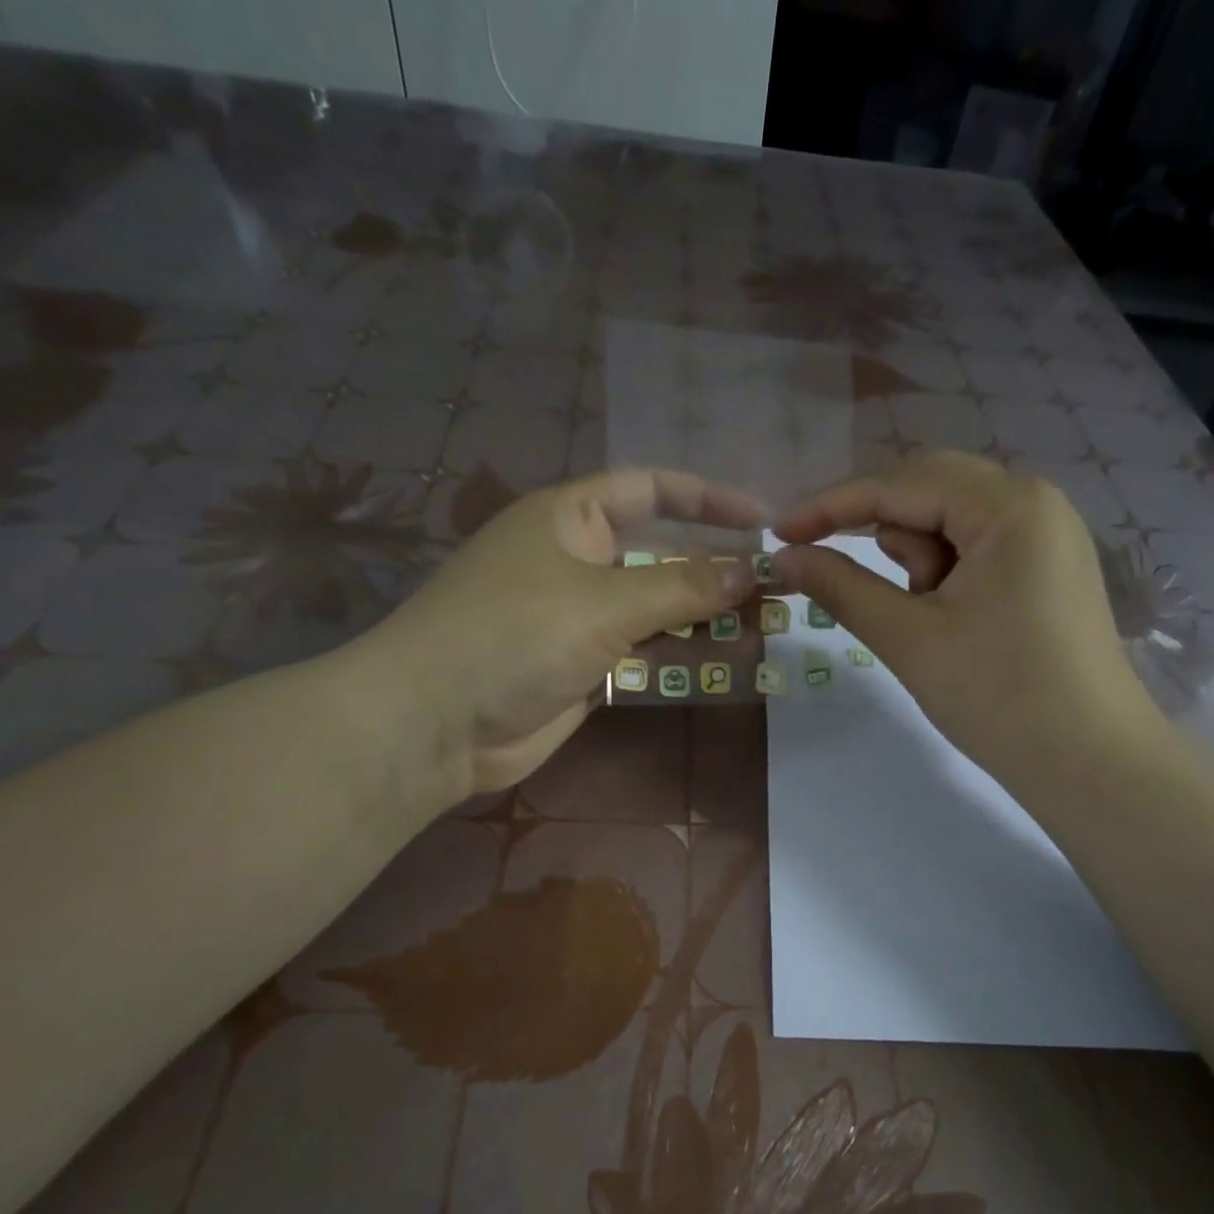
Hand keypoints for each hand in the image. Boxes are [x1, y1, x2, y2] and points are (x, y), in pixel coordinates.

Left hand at [355, 467, 764, 802]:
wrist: (436, 723)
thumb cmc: (513, 636)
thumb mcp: (603, 602)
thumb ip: (681, 588)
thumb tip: (749, 571)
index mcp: (568, 518)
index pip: (649, 489)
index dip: (707, 497)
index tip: (764, 518)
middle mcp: (576, 560)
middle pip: (660, 552)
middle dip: (716, 565)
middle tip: (778, 581)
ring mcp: (579, 616)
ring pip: (657, 606)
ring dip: (706, 613)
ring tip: (768, 620)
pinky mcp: (583, 666)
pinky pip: (644, 650)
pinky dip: (682, 652)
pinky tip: (728, 656)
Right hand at [771, 451, 1155, 785]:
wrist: (1091, 765)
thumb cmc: (999, 697)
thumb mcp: (908, 638)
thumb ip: (841, 586)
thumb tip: (785, 556)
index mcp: (1009, 504)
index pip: (901, 484)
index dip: (832, 506)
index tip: (779, 534)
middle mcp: (1035, 501)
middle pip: (928, 491)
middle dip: (878, 533)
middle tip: (836, 575)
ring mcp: (1046, 535)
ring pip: (950, 522)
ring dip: (917, 562)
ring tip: (924, 621)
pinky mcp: (1046, 568)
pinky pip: (976, 550)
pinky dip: (943, 576)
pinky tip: (947, 620)